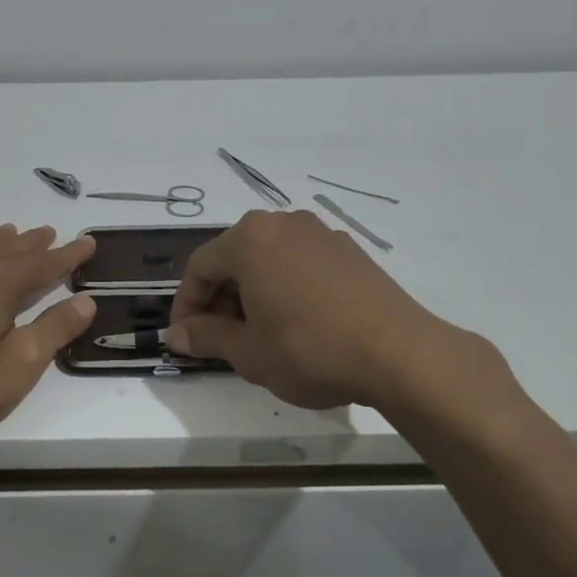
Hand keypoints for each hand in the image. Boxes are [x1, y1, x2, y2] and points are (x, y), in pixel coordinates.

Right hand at [168, 210, 517, 425]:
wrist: (399, 353)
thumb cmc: (310, 349)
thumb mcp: (248, 352)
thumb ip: (207, 338)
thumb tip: (176, 335)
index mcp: (250, 239)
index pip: (200, 267)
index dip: (186, 305)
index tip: (186, 340)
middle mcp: (283, 224)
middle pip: (234, 258)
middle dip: (220, 299)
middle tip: (219, 340)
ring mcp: (321, 233)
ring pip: (268, 260)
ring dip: (252, 294)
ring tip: (258, 334)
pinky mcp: (350, 250)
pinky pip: (300, 264)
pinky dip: (285, 288)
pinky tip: (296, 323)